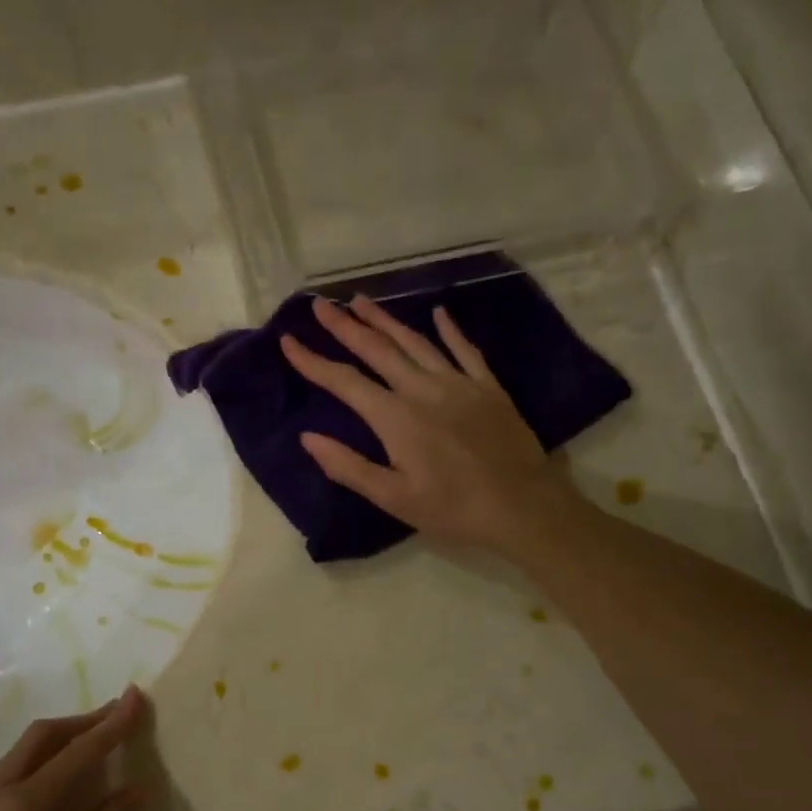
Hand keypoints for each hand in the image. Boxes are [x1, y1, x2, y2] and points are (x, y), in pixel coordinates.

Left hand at [0, 687, 148, 810]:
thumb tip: (135, 791)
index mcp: (22, 805)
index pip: (78, 752)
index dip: (112, 724)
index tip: (136, 696)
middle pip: (40, 737)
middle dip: (80, 721)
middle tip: (115, 717)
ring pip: (17, 757)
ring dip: (56, 743)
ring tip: (87, 750)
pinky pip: (2, 781)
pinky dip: (34, 768)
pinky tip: (47, 795)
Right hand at [281, 297, 581, 554]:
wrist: (523, 506)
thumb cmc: (453, 509)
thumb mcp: (394, 498)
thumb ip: (349, 467)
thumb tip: (308, 438)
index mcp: (396, 418)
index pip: (345, 382)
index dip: (313, 361)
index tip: (289, 341)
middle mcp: (423, 389)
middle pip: (378, 350)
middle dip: (345, 326)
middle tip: (321, 304)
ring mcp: (459, 384)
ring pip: (416, 342)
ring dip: (386, 320)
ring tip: (362, 301)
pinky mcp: (488, 388)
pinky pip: (465, 350)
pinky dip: (450, 330)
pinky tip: (439, 313)